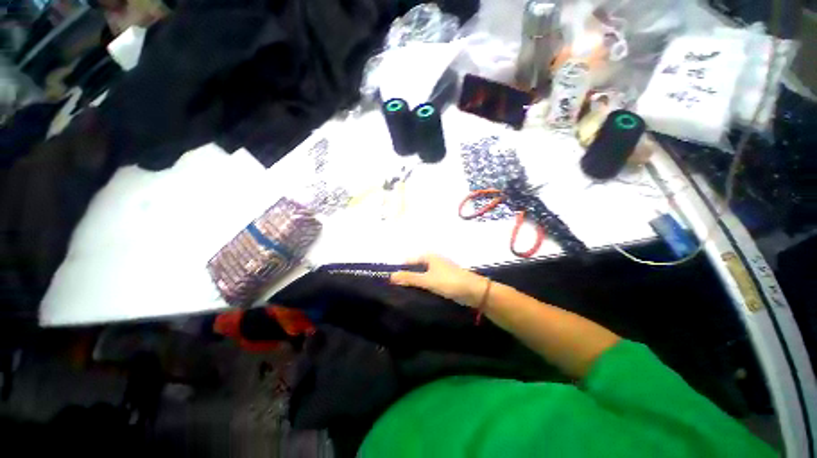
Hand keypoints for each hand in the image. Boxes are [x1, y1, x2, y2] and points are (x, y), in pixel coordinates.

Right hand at [390, 254, 488, 307]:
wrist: (474, 291)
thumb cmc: (450, 282)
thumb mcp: (427, 280)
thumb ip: (409, 278)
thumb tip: (390, 276)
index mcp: (428, 256)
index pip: (408, 261)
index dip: (399, 271)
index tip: (390, 283)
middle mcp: (432, 261)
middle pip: (414, 269)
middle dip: (406, 278)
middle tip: (395, 291)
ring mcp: (438, 271)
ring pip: (421, 276)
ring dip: (414, 284)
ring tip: (403, 295)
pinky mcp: (443, 280)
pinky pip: (428, 282)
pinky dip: (422, 287)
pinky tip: (416, 296)